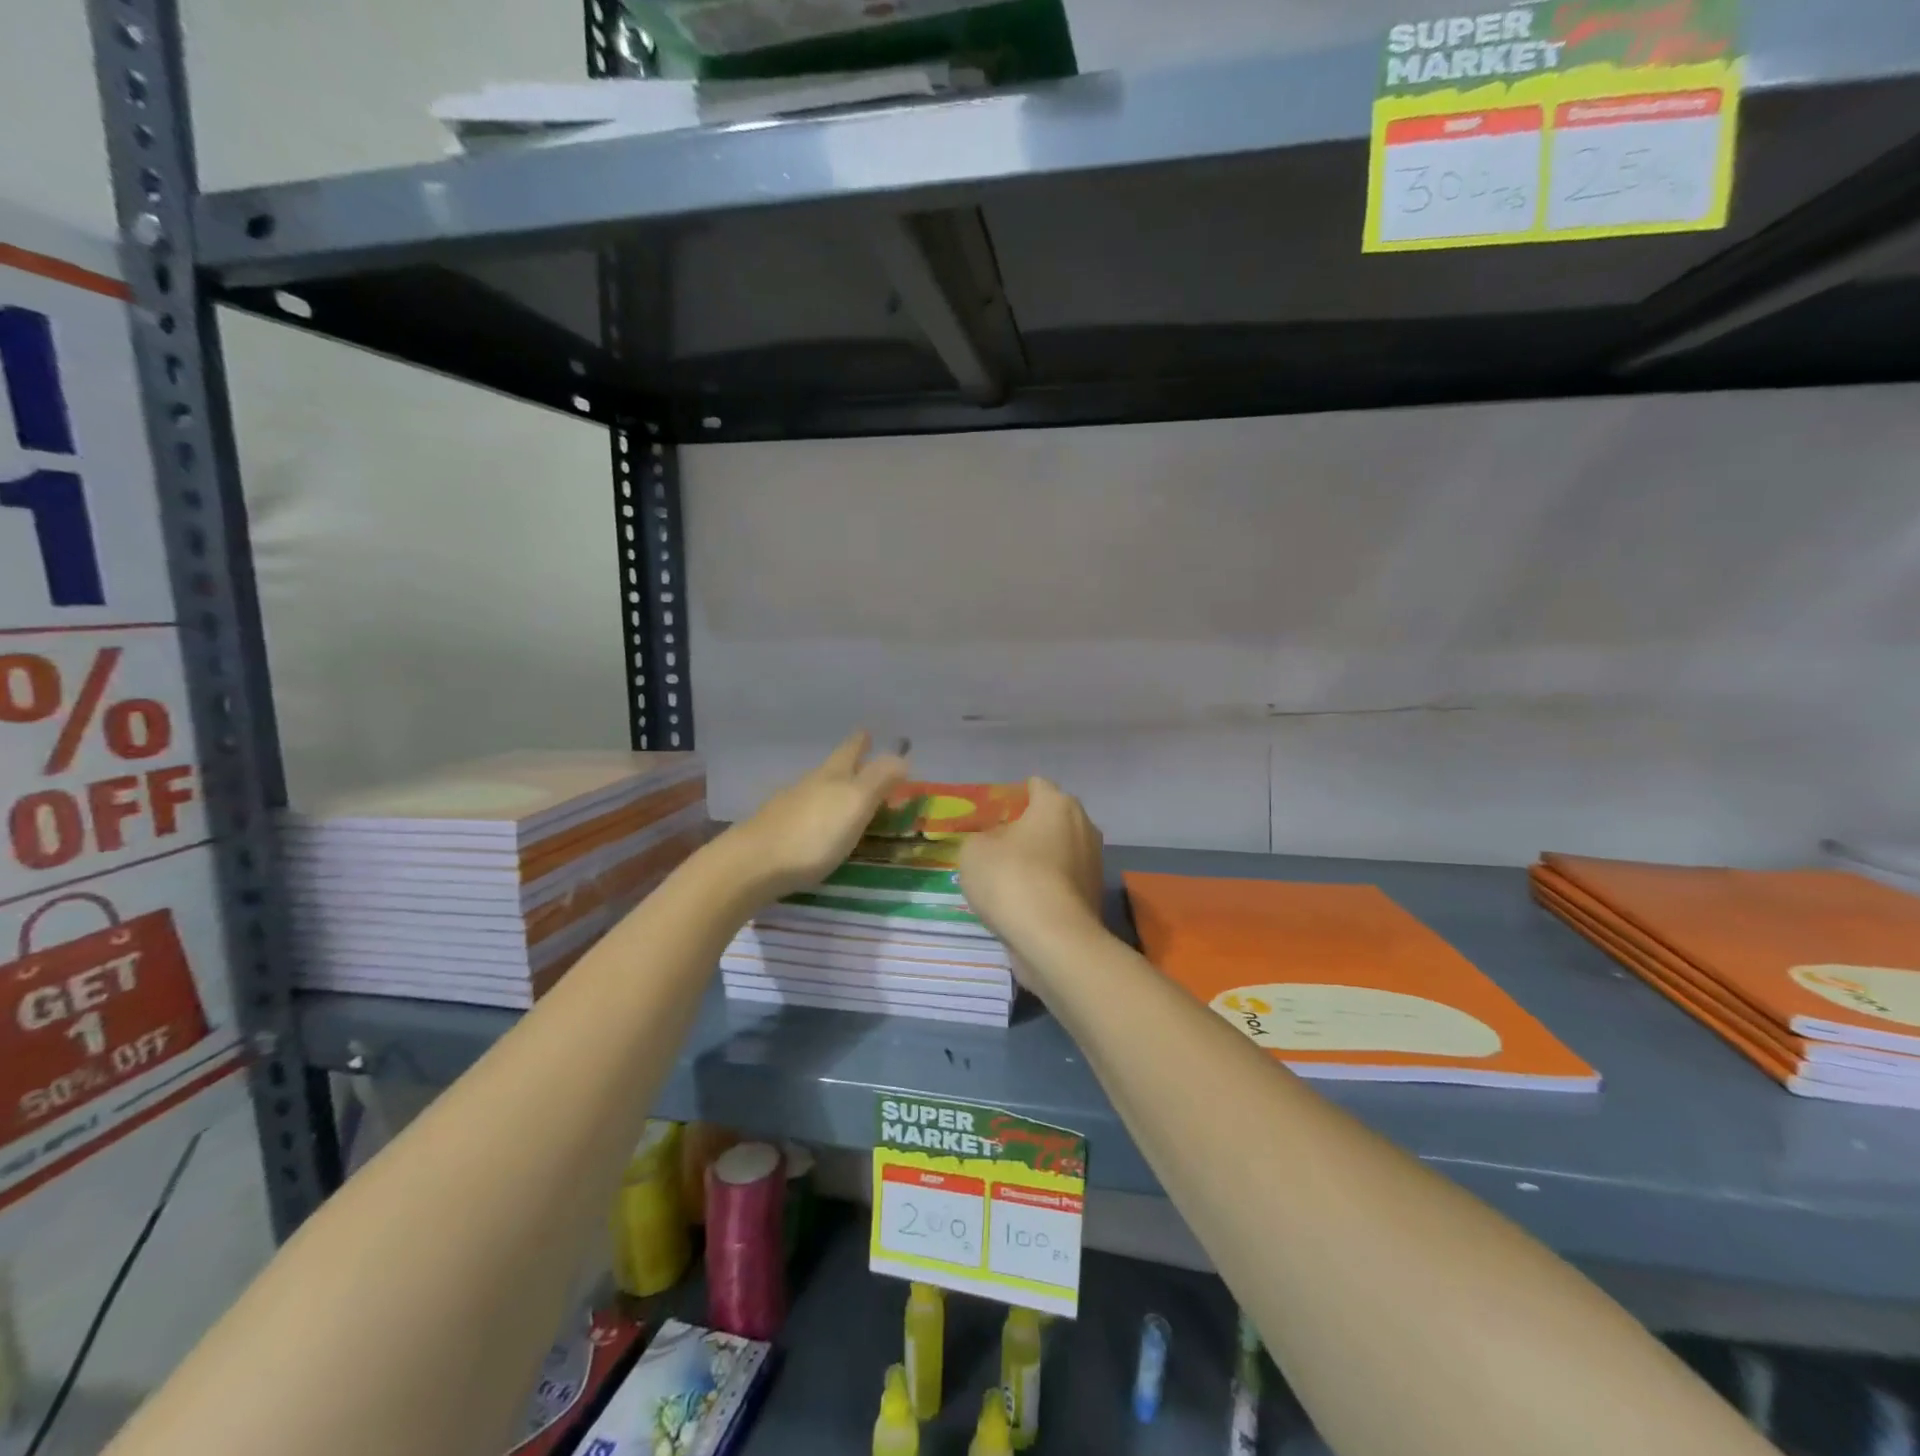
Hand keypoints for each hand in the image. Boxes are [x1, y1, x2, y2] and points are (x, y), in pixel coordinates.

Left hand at [725, 732, 909, 900]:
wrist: (752, 865)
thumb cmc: (813, 834)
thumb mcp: (855, 804)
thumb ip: (879, 780)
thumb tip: (901, 757)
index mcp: (831, 776)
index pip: (850, 751)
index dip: (861, 742)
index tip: (868, 732)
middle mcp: (807, 785)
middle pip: (831, 769)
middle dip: (848, 764)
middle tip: (862, 761)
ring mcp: (785, 809)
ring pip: (814, 791)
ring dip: (831, 791)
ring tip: (844, 797)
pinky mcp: (772, 833)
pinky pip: (801, 815)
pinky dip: (815, 815)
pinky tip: (815, 827)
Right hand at [959, 778, 1104, 993]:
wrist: (1053, 939)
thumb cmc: (1011, 879)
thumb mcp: (974, 850)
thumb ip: (983, 837)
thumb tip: (999, 843)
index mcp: (1057, 803)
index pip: (1035, 786)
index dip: (1012, 797)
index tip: (991, 817)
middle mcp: (1084, 825)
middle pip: (1051, 818)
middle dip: (1028, 829)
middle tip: (997, 848)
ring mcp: (1094, 862)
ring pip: (1059, 851)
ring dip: (1039, 860)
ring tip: (1008, 881)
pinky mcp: (1094, 895)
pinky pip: (1063, 881)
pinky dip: (1047, 887)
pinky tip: (1024, 904)